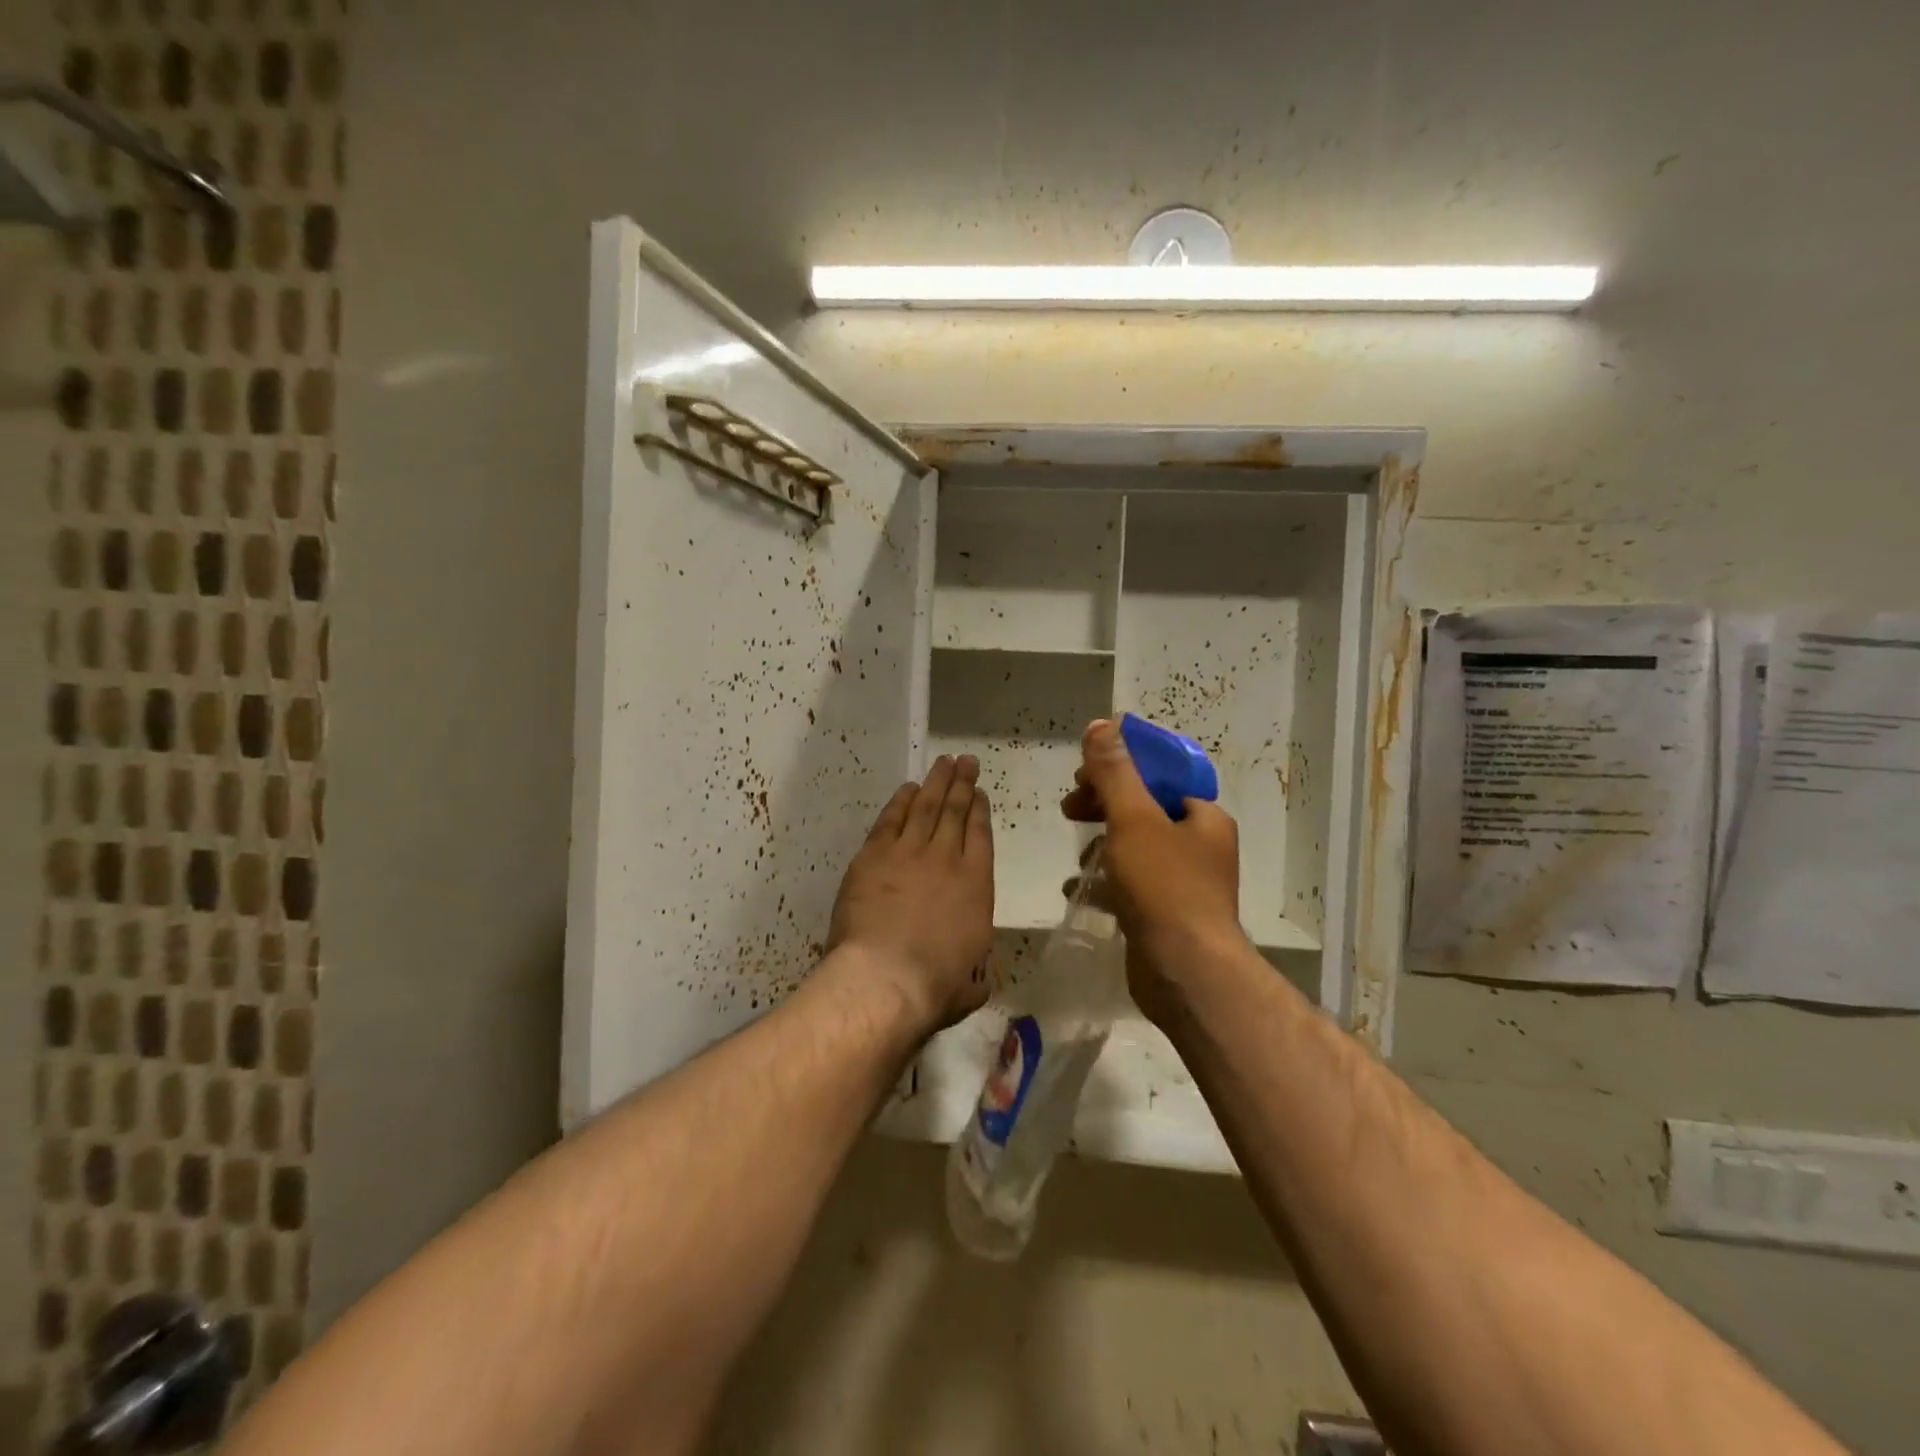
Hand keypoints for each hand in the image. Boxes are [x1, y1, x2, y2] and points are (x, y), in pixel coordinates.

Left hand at [827, 754, 994, 1033]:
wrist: (885, 977)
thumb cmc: (935, 985)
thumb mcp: (972, 983)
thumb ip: (978, 970)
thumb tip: (979, 976)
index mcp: (977, 885)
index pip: (981, 835)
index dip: (980, 811)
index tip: (980, 793)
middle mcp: (946, 859)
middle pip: (955, 811)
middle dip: (962, 783)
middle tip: (966, 762)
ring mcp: (908, 853)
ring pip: (925, 806)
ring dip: (936, 782)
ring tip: (944, 763)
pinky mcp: (873, 856)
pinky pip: (890, 819)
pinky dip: (900, 801)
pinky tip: (907, 789)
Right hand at [1062, 719, 1244, 1020]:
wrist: (1186, 972)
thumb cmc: (1164, 887)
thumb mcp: (1134, 819)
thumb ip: (1114, 771)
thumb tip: (1101, 724)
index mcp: (1202, 817)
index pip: (1159, 776)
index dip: (1119, 769)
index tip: (1083, 776)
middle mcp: (1200, 846)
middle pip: (1144, 810)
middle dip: (1103, 806)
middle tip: (1070, 809)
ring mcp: (1185, 884)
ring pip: (1136, 848)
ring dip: (1103, 845)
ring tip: (1078, 859)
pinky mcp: (1167, 915)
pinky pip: (1132, 886)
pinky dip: (1106, 883)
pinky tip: (1078, 889)